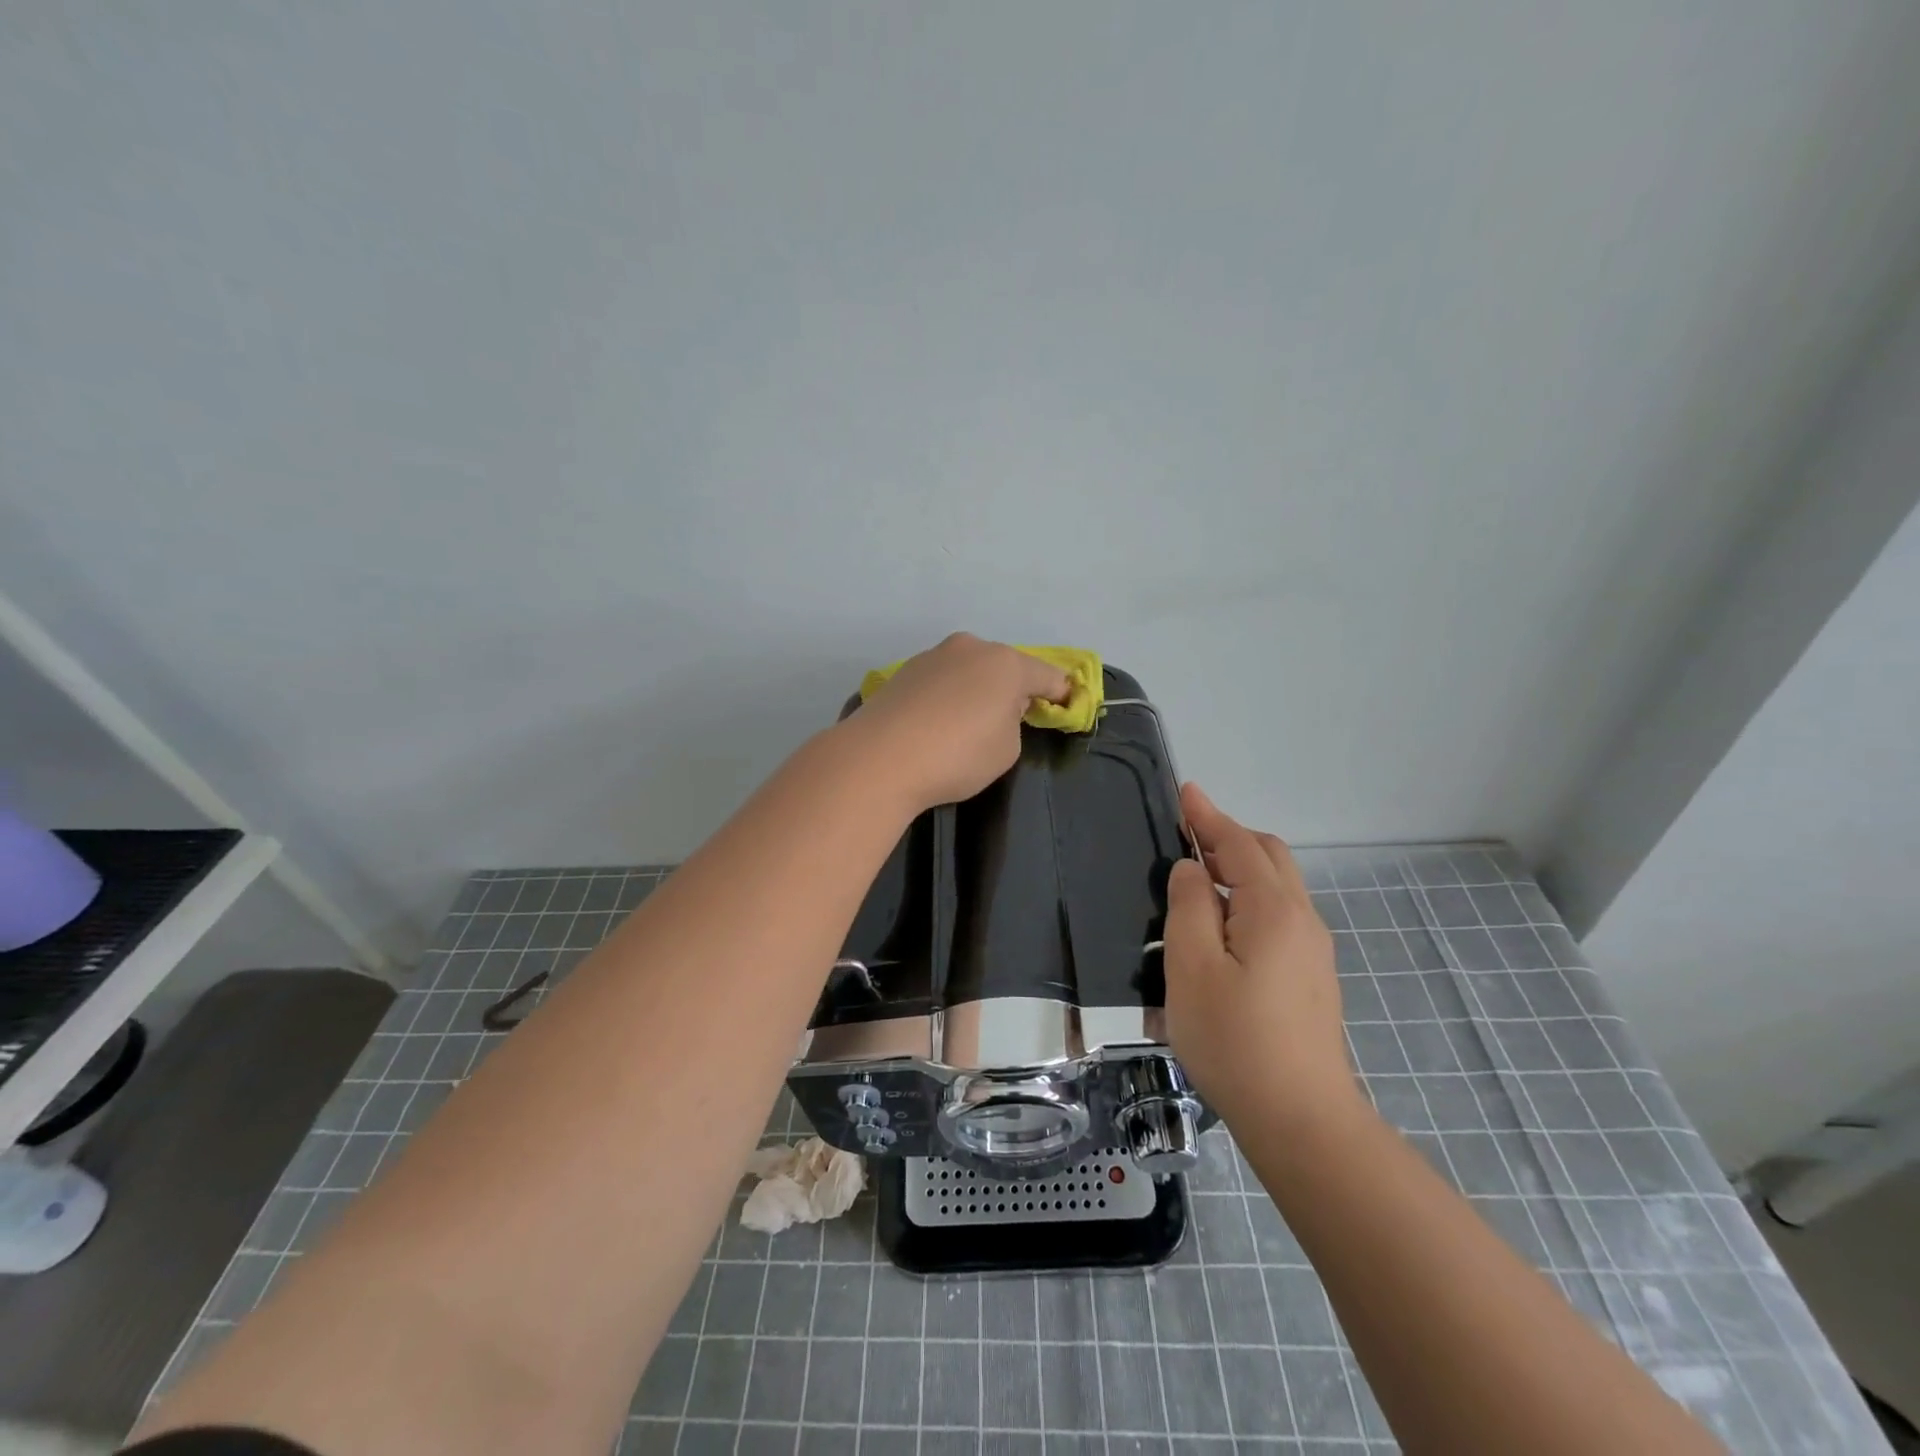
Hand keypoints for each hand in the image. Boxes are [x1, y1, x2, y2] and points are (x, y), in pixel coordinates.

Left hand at [846, 633, 1070, 810]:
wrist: (880, 758)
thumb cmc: (957, 755)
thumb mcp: (1006, 749)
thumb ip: (1013, 723)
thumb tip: (996, 710)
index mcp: (1006, 664)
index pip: (1047, 675)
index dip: (1061, 693)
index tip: (1067, 705)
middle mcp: (971, 648)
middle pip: (1005, 667)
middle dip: (1013, 688)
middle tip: (1013, 718)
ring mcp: (934, 656)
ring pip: (970, 670)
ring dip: (977, 690)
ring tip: (969, 723)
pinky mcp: (904, 671)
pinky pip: (942, 681)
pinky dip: (949, 696)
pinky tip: (938, 723)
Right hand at [1163, 783, 1361, 1128]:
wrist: (1302, 1121)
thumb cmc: (1235, 1040)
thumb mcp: (1191, 968)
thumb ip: (1189, 907)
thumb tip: (1193, 869)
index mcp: (1273, 910)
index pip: (1239, 845)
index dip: (1209, 816)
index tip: (1185, 792)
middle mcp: (1302, 920)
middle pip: (1269, 857)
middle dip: (1229, 836)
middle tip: (1187, 834)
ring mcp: (1313, 951)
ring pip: (1277, 887)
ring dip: (1241, 867)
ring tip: (1199, 877)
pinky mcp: (1312, 978)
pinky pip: (1280, 915)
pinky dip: (1250, 897)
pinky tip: (1224, 925)